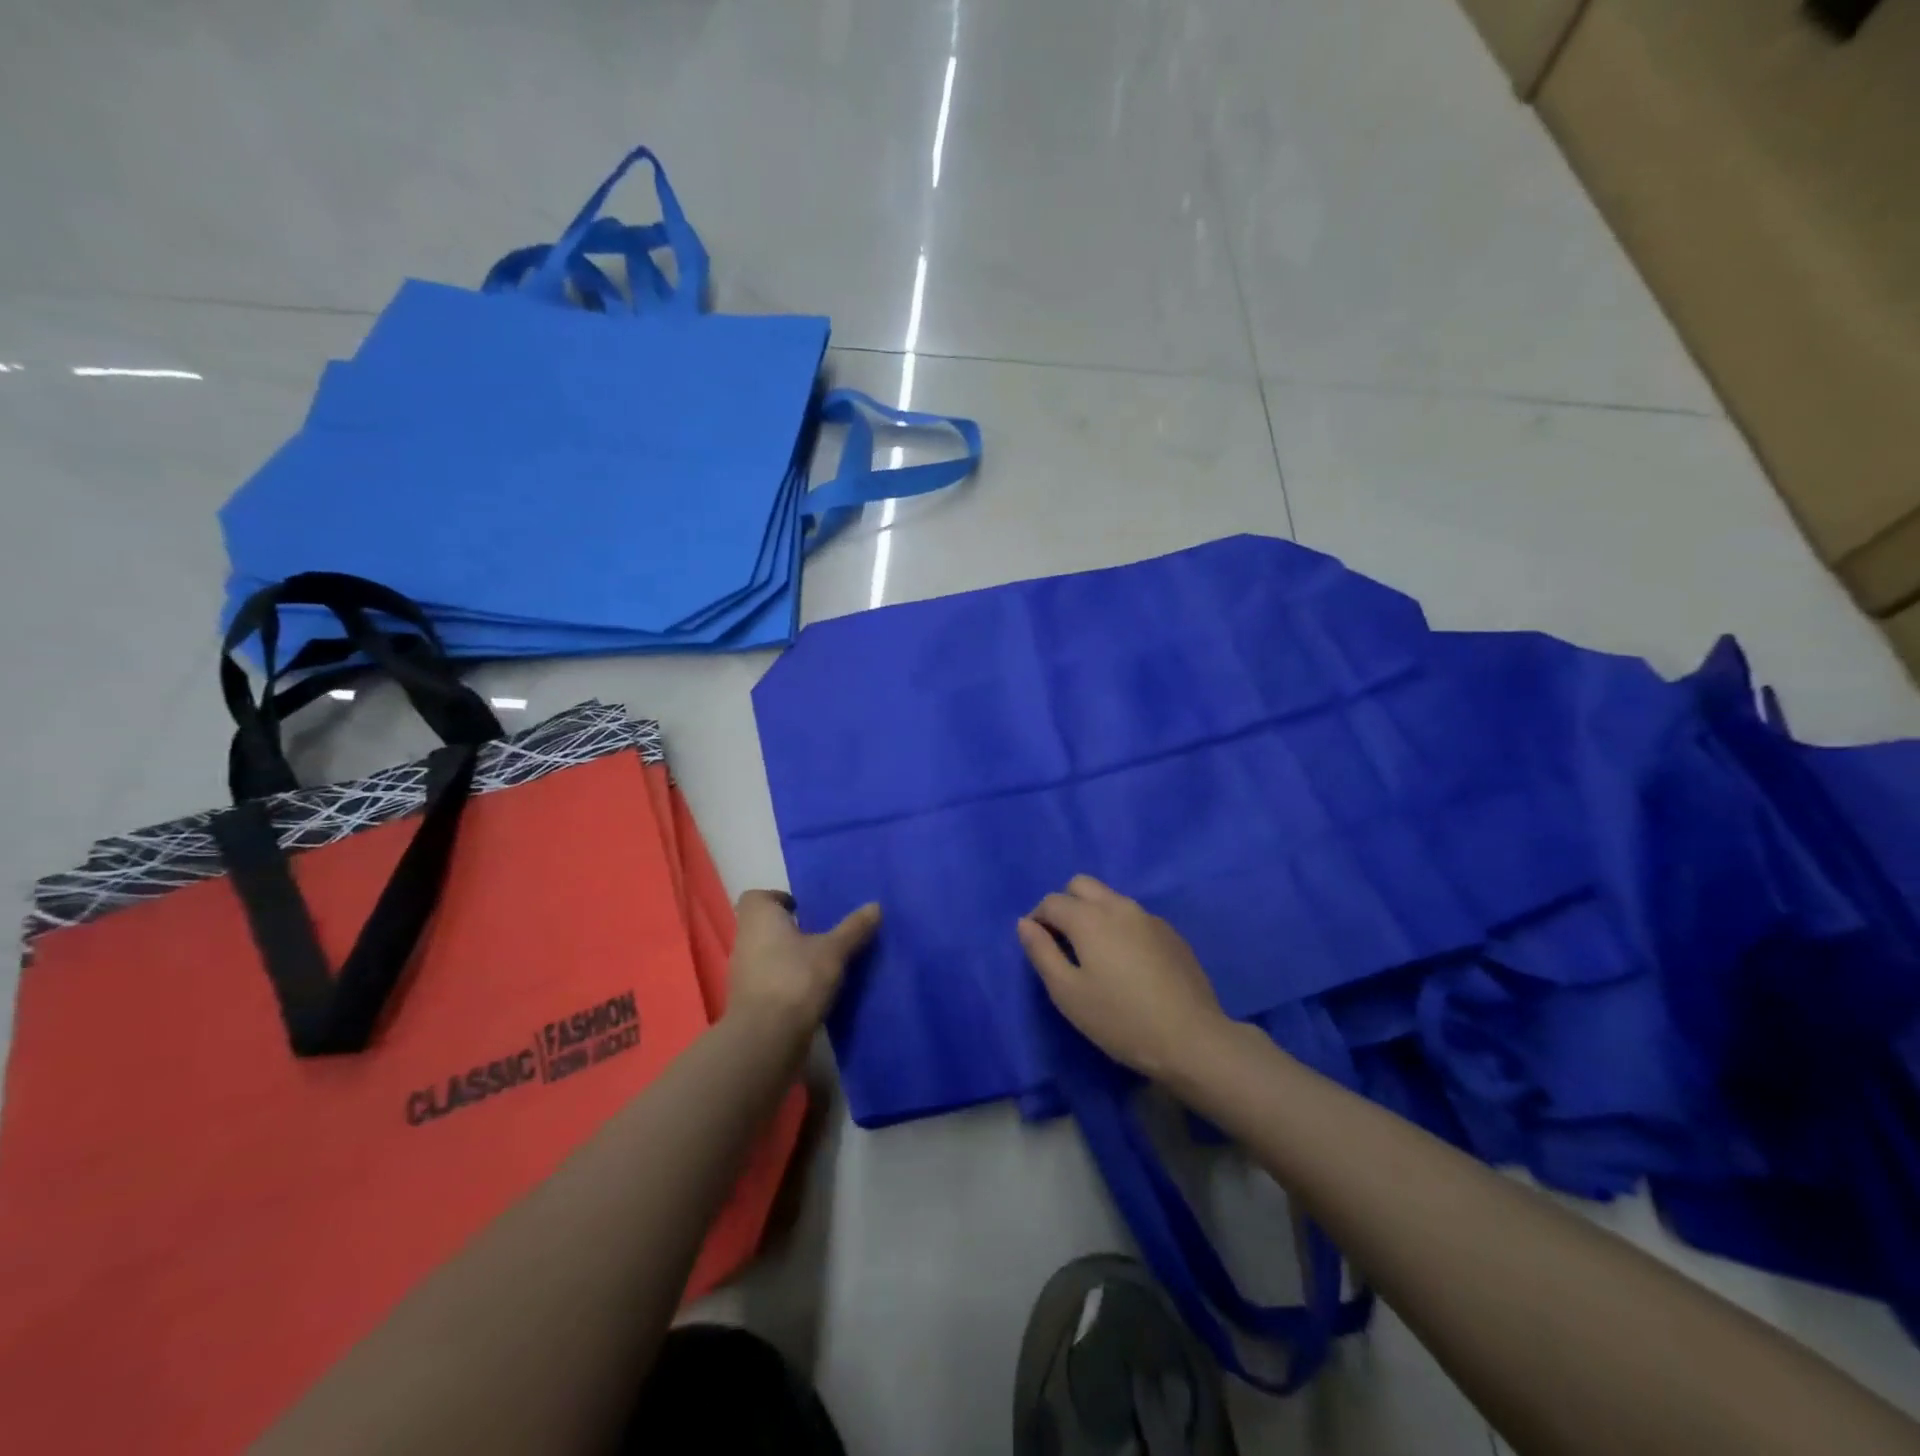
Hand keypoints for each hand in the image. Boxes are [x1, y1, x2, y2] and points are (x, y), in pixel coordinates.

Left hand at [724, 890, 880, 1043]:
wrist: (766, 1039)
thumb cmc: (796, 979)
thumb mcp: (833, 951)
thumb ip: (853, 928)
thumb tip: (876, 905)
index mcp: (759, 918)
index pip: (757, 896)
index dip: (779, 898)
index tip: (804, 909)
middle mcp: (744, 940)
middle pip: (763, 926)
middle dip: (789, 929)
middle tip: (821, 933)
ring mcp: (743, 973)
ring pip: (766, 954)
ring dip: (788, 956)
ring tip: (822, 962)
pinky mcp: (749, 1001)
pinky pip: (769, 980)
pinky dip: (786, 981)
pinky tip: (812, 989)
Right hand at [1018, 876, 1229, 1081]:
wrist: (1191, 1039)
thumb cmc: (1120, 1020)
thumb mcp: (1068, 993)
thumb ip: (1041, 952)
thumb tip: (1025, 923)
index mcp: (1089, 918)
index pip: (1052, 901)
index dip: (1038, 919)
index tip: (1038, 946)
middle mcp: (1119, 906)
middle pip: (1082, 885)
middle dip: (1066, 904)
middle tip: (1064, 942)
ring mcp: (1149, 917)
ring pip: (1111, 899)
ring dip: (1094, 914)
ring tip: (1096, 955)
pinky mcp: (1171, 934)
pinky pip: (1135, 917)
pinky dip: (1120, 928)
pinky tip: (1128, 965)